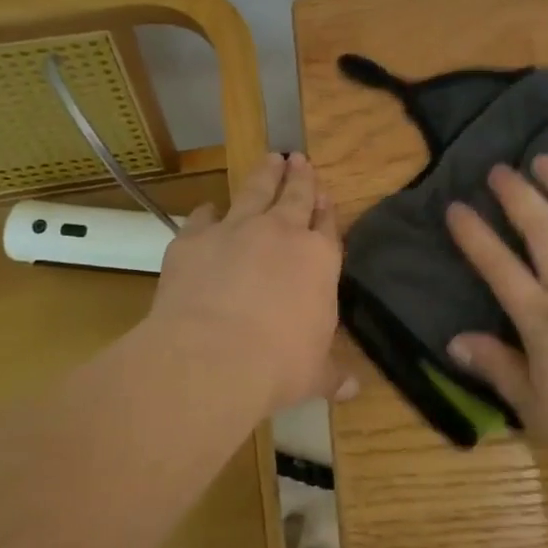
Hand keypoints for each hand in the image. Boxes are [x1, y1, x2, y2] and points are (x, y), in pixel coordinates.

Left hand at [147, 152, 353, 411]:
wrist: (212, 356)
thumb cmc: (278, 365)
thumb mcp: (314, 375)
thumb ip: (332, 374)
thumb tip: (353, 389)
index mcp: (318, 259)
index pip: (326, 226)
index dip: (325, 210)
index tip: (324, 195)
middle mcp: (281, 234)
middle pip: (294, 195)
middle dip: (299, 176)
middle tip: (299, 158)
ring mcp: (236, 230)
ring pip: (255, 191)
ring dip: (264, 175)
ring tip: (270, 159)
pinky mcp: (194, 239)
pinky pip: (204, 216)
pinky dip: (208, 211)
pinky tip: (209, 208)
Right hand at [444, 157, 547, 471]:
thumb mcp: (539, 411)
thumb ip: (498, 370)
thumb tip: (454, 341)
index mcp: (542, 319)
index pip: (498, 267)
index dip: (474, 235)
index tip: (455, 206)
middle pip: (540, 229)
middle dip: (516, 194)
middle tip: (499, 168)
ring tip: (545, 160)